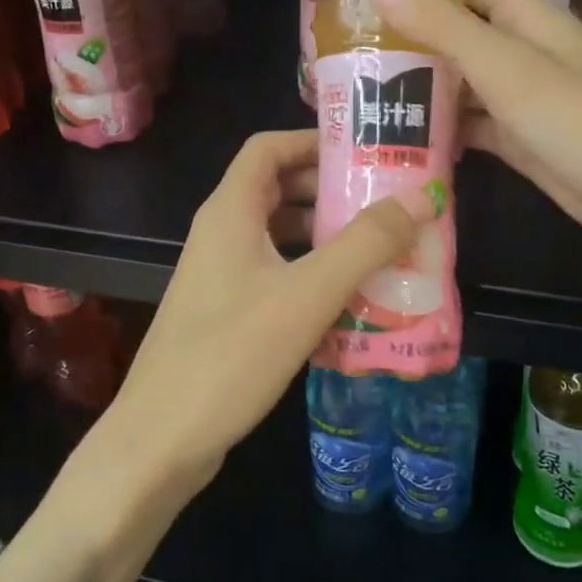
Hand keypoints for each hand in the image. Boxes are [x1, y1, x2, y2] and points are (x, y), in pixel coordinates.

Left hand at [102, 129, 435, 495]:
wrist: (161, 440)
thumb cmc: (231, 355)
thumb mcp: (307, 294)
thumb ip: (365, 244)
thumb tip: (420, 197)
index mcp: (230, 212)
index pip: (268, 148)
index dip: (312, 141)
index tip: (364, 152)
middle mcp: (222, 234)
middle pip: (278, 190)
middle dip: (330, 191)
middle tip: (386, 203)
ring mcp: (221, 276)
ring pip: (279, 237)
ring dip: (325, 237)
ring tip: (380, 250)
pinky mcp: (226, 313)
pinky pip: (275, 276)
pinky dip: (311, 276)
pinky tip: (350, 303)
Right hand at [375, 0, 581, 274]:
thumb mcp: (509, 69)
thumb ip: (445, 28)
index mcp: (526, 18)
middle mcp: (522, 52)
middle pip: (455, 31)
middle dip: (405, 38)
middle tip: (342, 52)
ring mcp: (522, 100)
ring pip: (459, 83)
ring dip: (417, 87)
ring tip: (356, 95)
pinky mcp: (521, 142)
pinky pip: (471, 127)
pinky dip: (440, 131)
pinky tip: (398, 141)